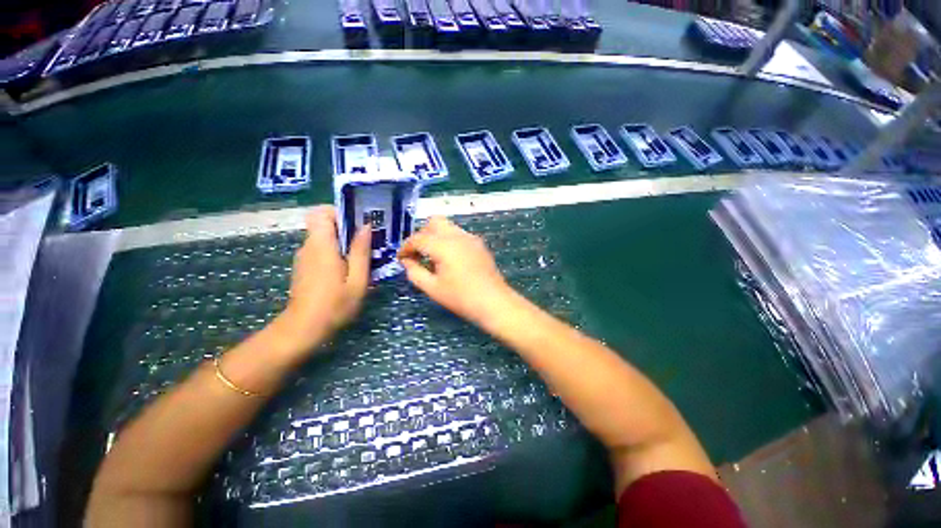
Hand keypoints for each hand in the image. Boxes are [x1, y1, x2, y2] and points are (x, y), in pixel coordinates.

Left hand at [274, 206, 370, 354]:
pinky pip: (320, 249)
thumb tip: (366, 227)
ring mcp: (304, 257)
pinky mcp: (304, 267)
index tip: (358, 223)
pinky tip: (347, 268)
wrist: (303, 329)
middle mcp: (308, 246)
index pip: (321, 212)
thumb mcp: (357, 279)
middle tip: (367, 241)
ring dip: (342, 241)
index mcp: (321, 245)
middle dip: (346, 228)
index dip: (339, 212)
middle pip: (323, 224)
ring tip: (361, 256)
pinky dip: (334, 252)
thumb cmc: (335, 304)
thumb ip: (361, 251)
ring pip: (323, 237)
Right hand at [398, 216, 512, 325]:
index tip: (401, 259)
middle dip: (422, 235)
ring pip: (447, 227)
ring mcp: (470, 238)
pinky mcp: (479, 243)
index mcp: (443, 246)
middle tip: (418, 254)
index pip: (418, 238)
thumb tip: (407, 261)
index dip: (406, 247)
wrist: (494, 302)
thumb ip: (414, 272)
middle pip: (434, 222)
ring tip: (433, 257)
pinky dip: (448, 240)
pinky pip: (458, 234)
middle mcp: (457, 235)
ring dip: (435, 237)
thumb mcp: (432, 288)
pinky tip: (450, 259)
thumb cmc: (461, 298)